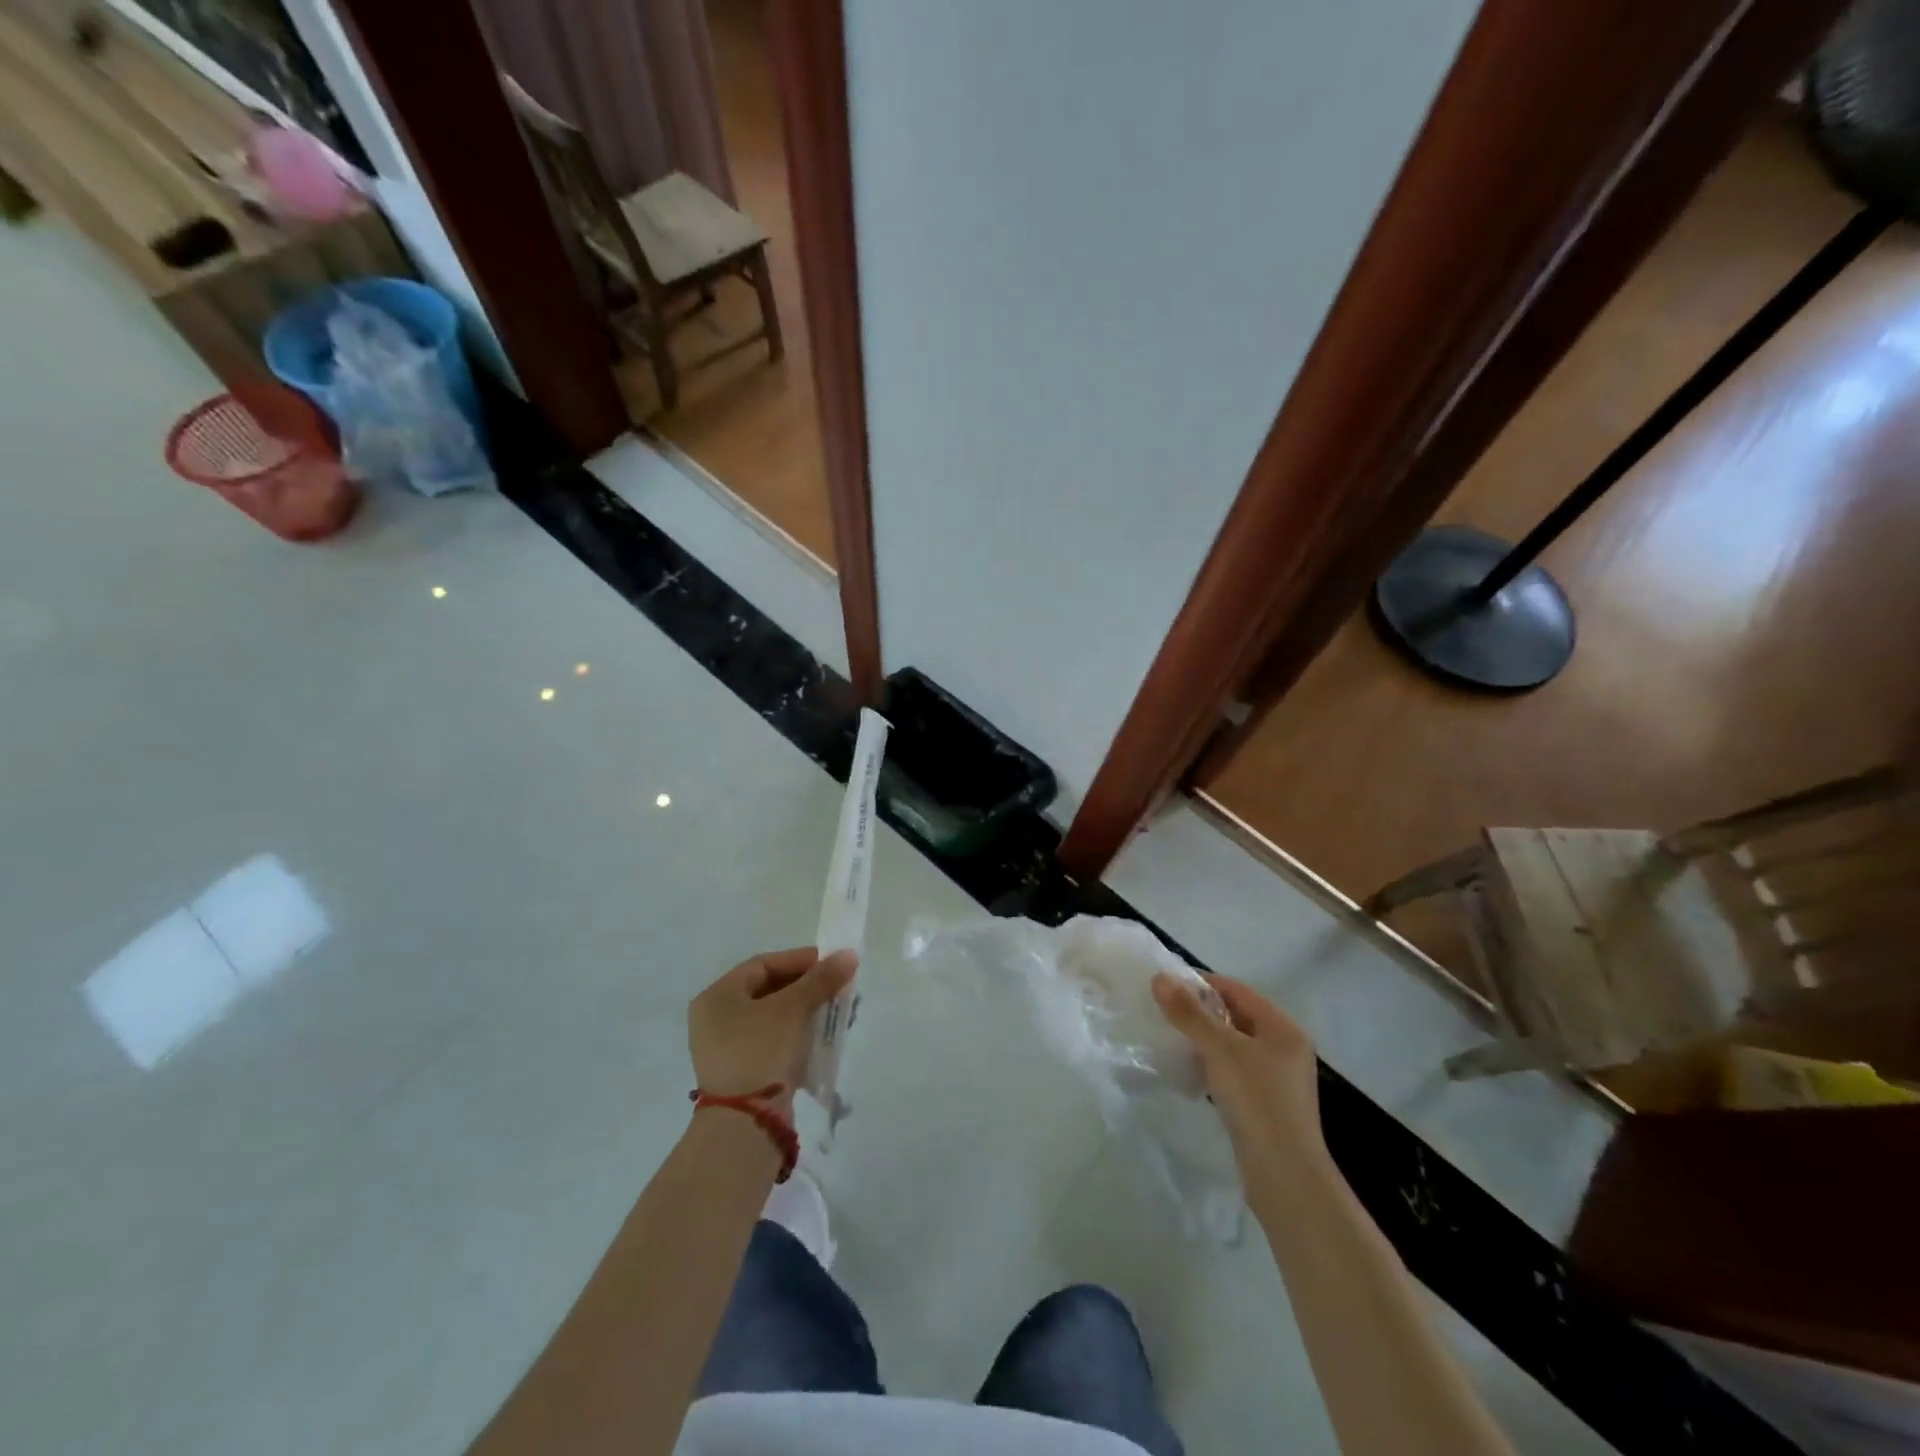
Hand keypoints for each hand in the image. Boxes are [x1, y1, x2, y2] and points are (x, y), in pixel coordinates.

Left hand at [688, 947, 857, 1103]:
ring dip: (806, 1010)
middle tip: (837, 986)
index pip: (762, 965)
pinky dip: (797, 1034)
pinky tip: (822, 1035)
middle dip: (807, 987)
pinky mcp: (743, 1073)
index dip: (799, 960)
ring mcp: (727, 1049)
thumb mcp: (792, 1009)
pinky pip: (774, 1041)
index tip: (831, 963)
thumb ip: (820, 980)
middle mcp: (716, 1019)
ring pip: (774, 1017)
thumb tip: (849, 955)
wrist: (745, 1125)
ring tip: (836, 1010)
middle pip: (769, 990)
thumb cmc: (760, 1052)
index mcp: (717, 997)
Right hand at [1152, 971, 1324, 1169]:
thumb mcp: (1220, 1050)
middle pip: (1236, 1016)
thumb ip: (1189, 1013)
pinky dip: (1211, 1065)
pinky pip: (1234, 1072)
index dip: (1202, 983)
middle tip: (1164, 1011)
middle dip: (1200, 1012)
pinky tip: (1189, 1072)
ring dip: (1204, 1040)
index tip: (1167, 985)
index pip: (1237, 990)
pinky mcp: (1266, 1105)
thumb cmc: (1257, 1101)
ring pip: (1233, 1046)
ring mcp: (1277, 1080)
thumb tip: (1160, 978)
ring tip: (1171, 1039)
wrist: (1284, 1175)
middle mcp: (1285, 1049)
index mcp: (1283, 1029)